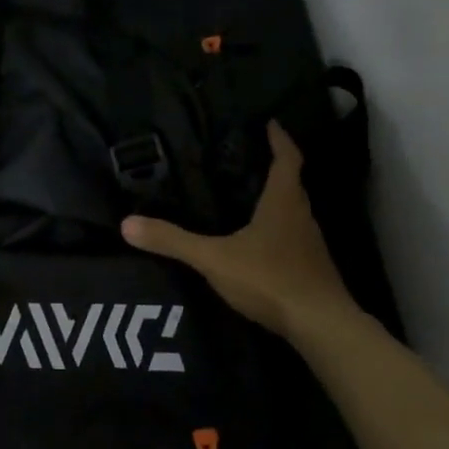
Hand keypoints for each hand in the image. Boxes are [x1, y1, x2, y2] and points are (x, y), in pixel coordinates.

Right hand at [122, 121, 358, 341]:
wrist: (320, 326)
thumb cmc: (270, 279)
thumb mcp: (214, 259)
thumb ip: (173, 241)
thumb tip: (127, 223)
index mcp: (283, 202)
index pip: (287, 159)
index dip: (280, 139)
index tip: (271, 122)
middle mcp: (302, 217)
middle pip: (292, 184)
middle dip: (274, 168)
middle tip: (249, 157)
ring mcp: (310, 245)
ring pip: (294, 212)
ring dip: (276, 201)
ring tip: (248, 197)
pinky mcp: (311, 269)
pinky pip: (293, 238)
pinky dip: (278, 230)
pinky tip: (259, 243)